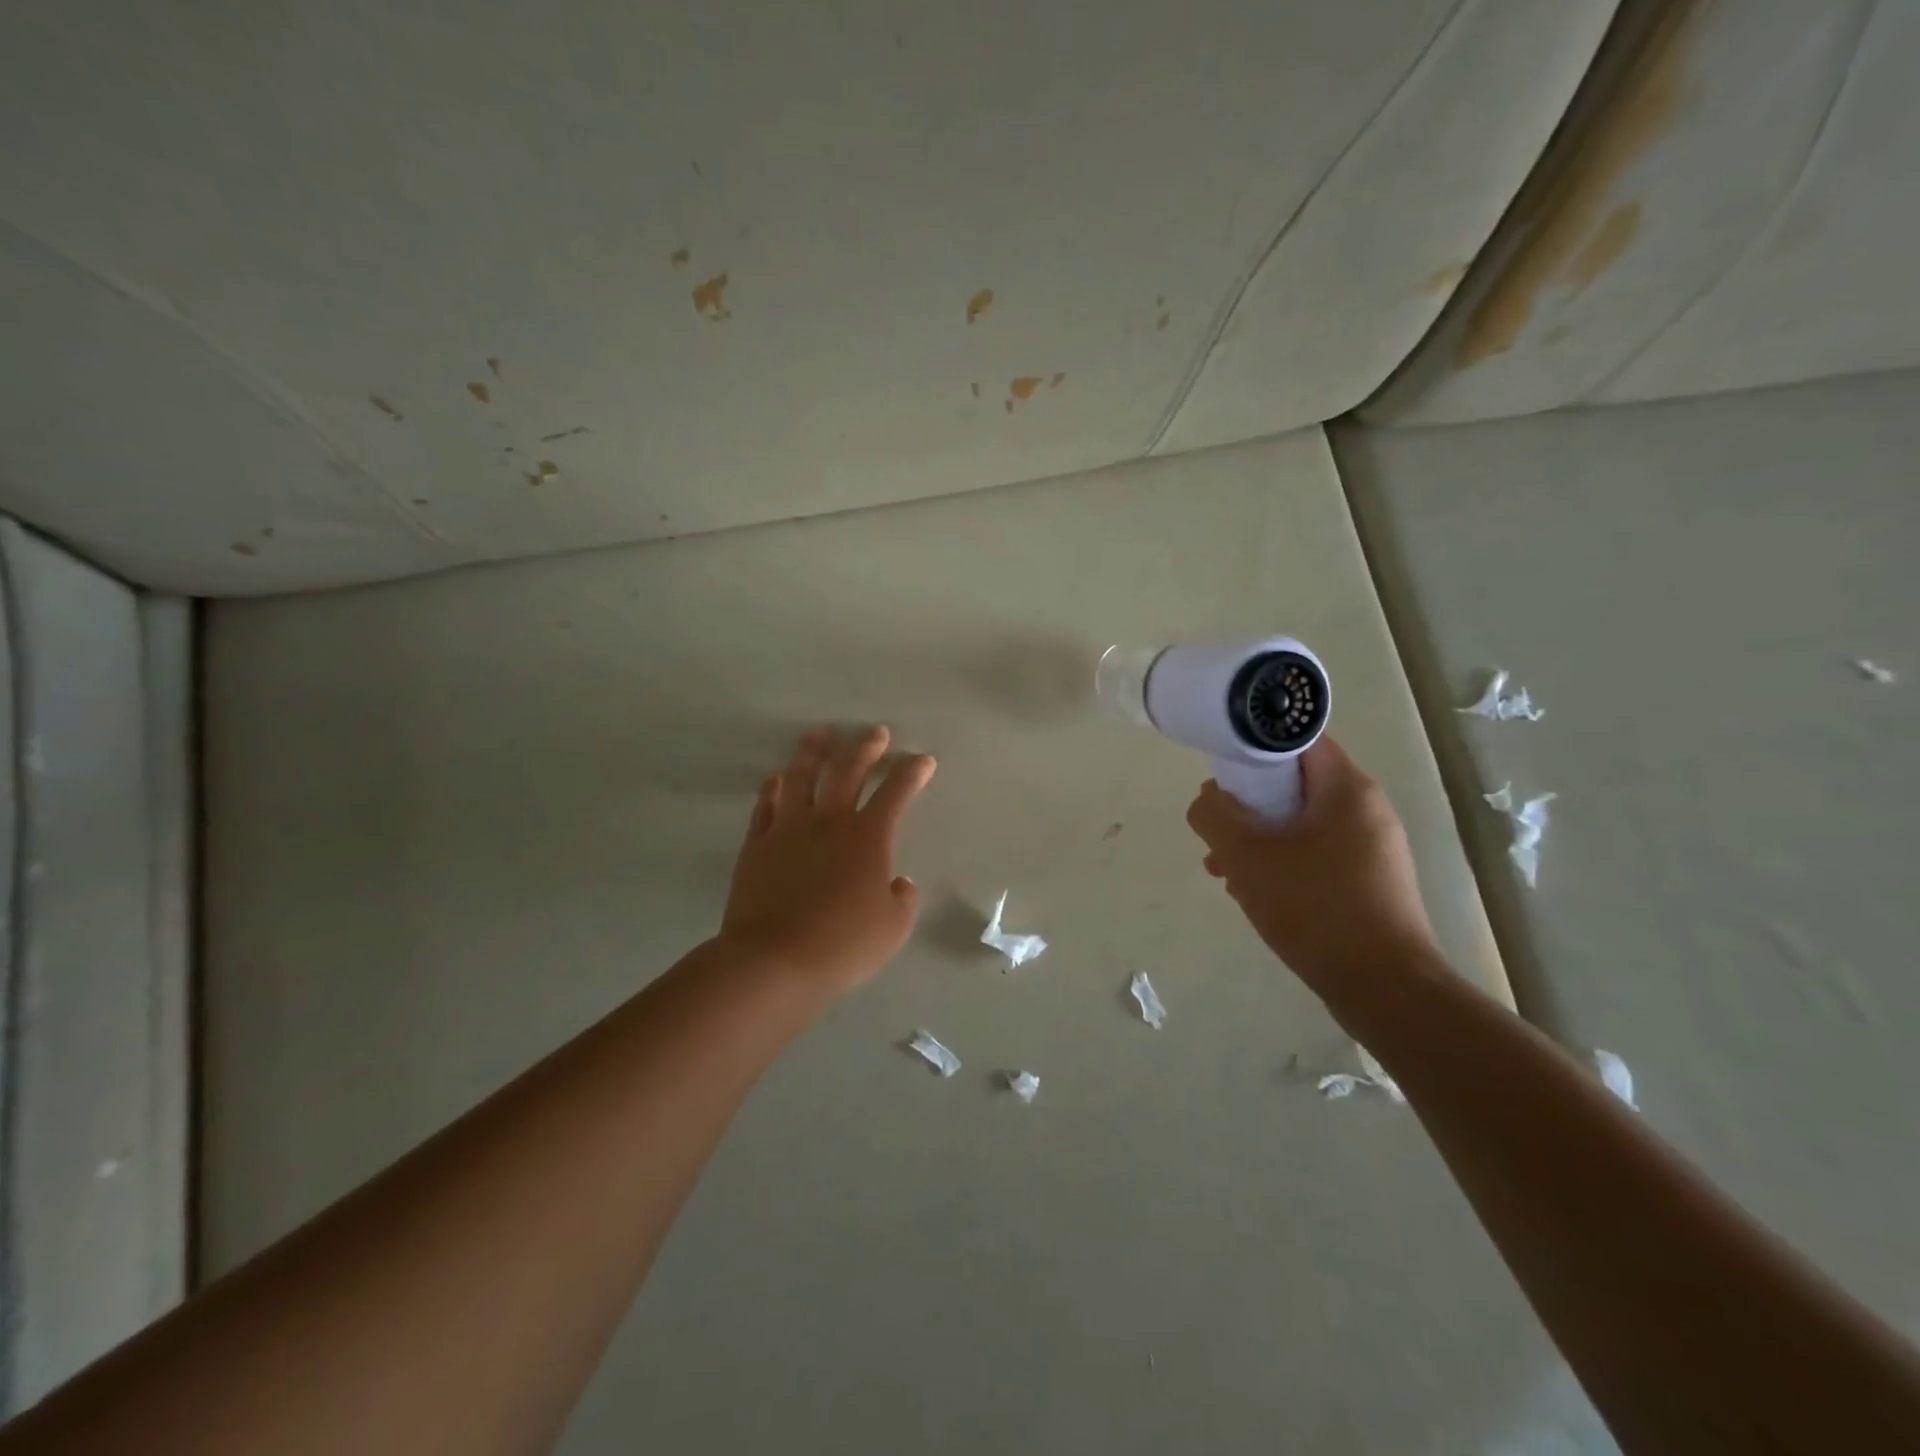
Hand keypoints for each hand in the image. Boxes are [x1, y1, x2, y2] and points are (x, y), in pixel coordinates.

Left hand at [718, 725, 935, 993]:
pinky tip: (777, 779)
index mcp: (867, 836)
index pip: (896, 792)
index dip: (913, 771)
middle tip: (875, 731)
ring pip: (801, 777)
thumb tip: (899, 883)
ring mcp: (788, 829)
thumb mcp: (893, 928)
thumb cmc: (842, 944)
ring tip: (819, 734)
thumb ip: (903, 899)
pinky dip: (773, 789)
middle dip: (866, 747)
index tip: (924, 759)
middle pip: (848, 771)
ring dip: (813, 752)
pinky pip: (766, 806)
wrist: (773, 960)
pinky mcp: (757, 845)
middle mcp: (828, 821)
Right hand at [1186, 736, 1439, 996]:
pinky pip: (1315, 856)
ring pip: (1300, 825)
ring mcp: (1372, 849)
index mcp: (1348, 789)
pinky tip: (1255, 894)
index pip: (1295, 742)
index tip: (1220, 778)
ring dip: (1258, 840)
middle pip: (1293, 786)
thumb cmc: (1314, 908)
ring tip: (1225, 870)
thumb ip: (1214, 816)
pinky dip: (1282, 864)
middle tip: (1217, 833)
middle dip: (1247, 806)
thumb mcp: (1246, 855)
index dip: (1251, 750)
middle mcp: (1367, 811)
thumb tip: (1208, 800)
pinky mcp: (1369, 883)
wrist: (1385, 989)